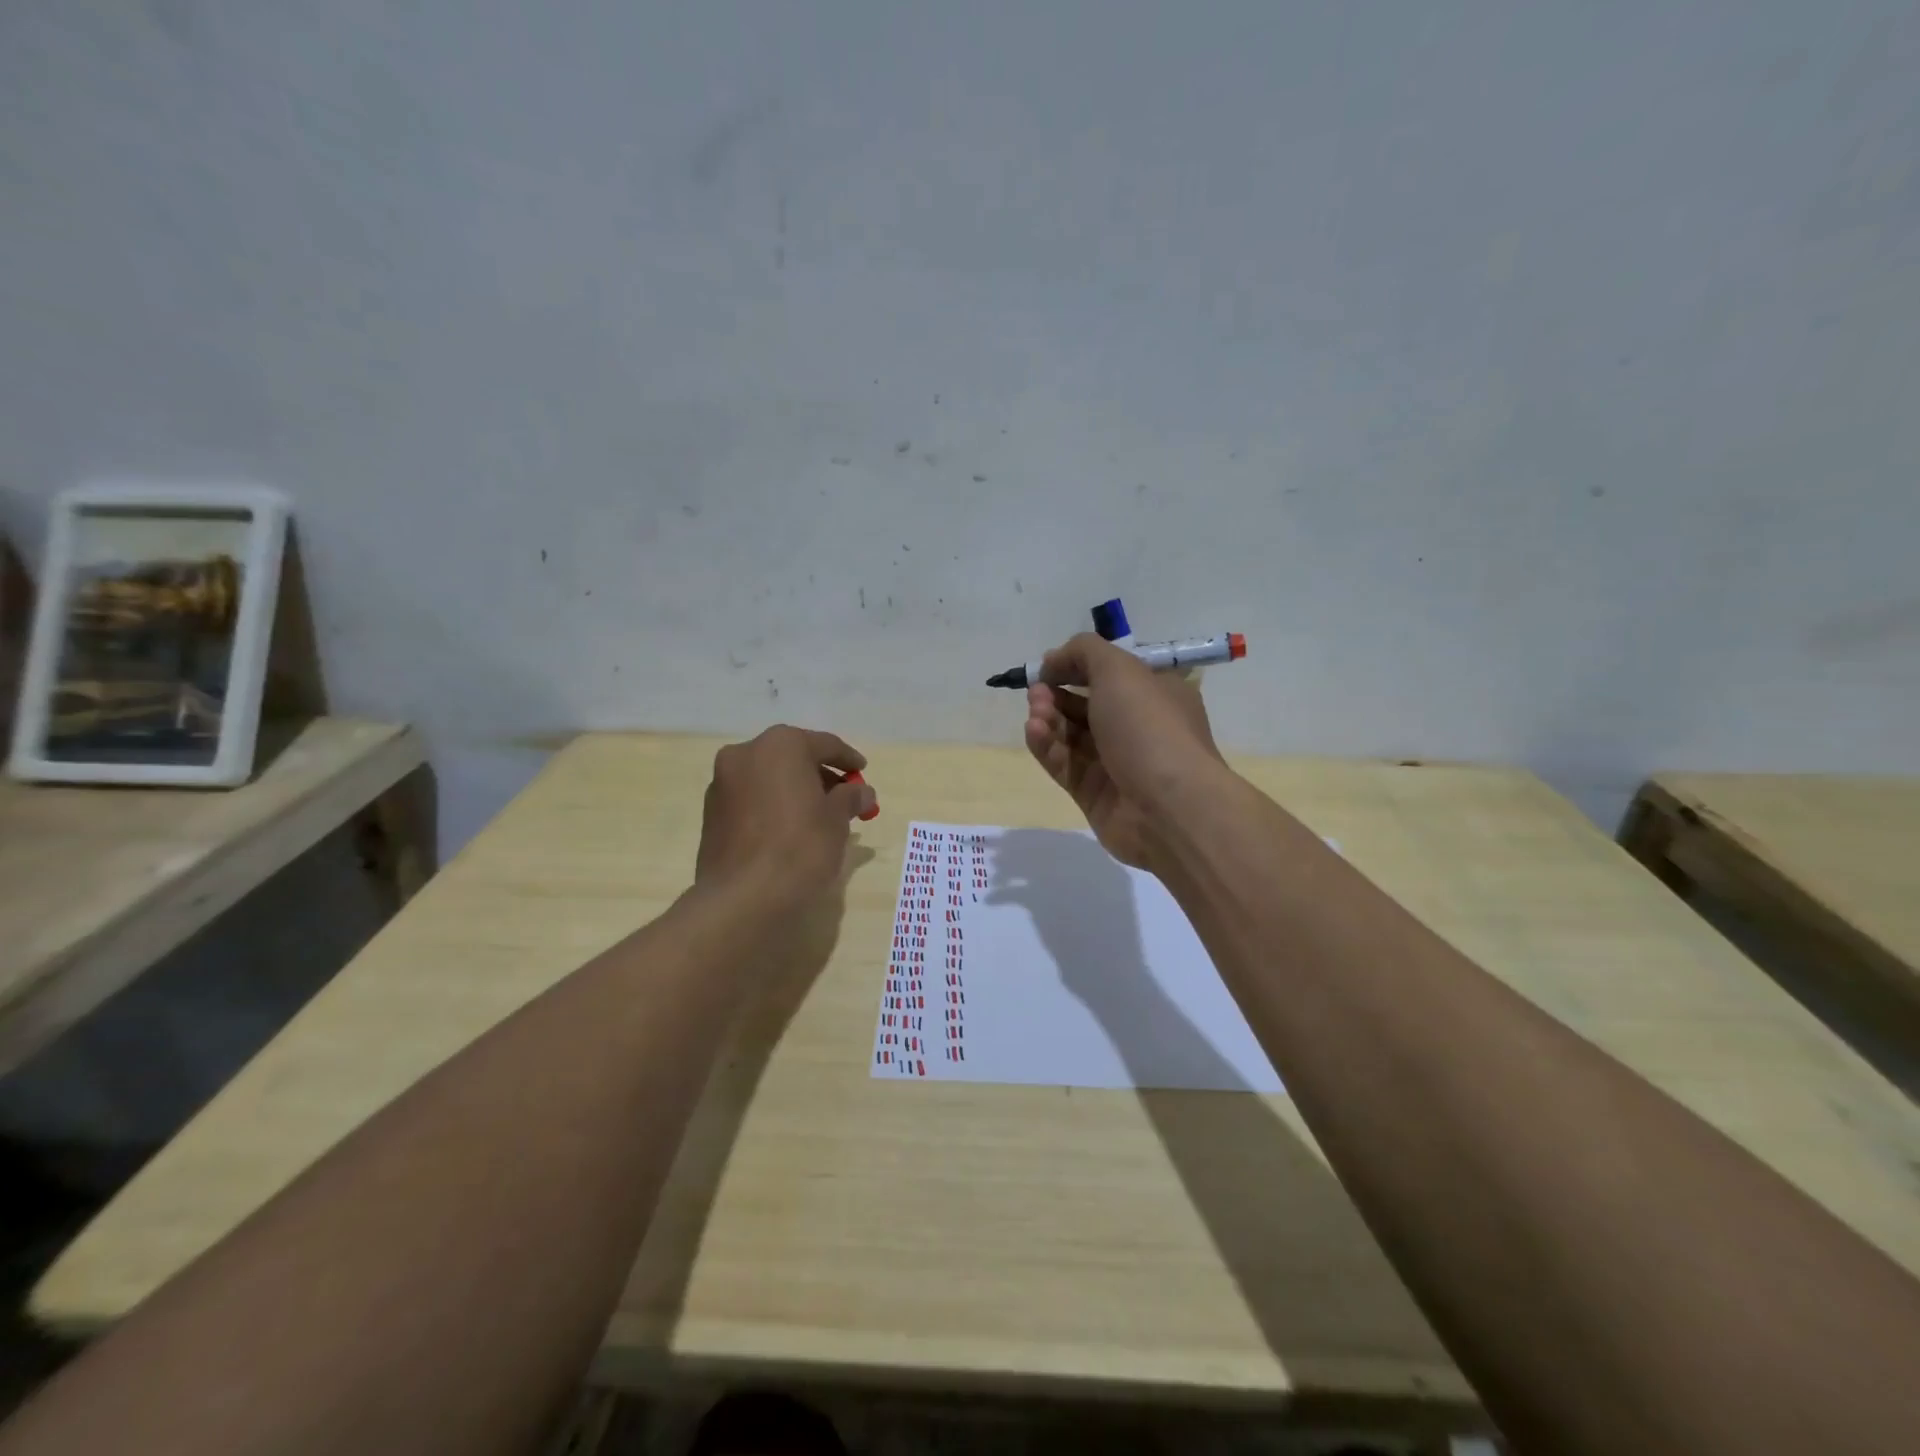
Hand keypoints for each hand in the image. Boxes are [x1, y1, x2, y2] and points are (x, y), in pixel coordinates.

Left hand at [696, 725, 875, 906]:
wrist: (742, 899)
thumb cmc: (799, 848)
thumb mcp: (836, 821)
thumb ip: (850, 798)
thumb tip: (862, 792)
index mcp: (780, 745)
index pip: (824, 744)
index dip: (848, 759)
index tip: (863, 772)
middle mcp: (746, 753)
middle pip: (793, 757)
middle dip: (820, 775)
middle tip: (844, 797)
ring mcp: (722, 783)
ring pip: (769, 777)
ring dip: (794, 790)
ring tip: (818, 817)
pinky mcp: (711, 813)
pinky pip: (751, 798)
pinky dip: (772, 805)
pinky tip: (788, 830)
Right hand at [1023, 633, 1226, 870]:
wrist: (1168, 807)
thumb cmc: (1149, 727)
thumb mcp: (1120, 669)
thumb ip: (1084, 652)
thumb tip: (1054, 660)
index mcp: (1155, 694)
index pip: (1112, 673)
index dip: (1077, 666)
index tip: (1048, 666)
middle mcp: (1137, 727)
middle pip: (1086, 704)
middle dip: (1056, 693)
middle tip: (1037, 691)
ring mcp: (1115, 763)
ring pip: (1071, 735)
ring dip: (1048, 718)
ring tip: (1036, 712)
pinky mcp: (1093, 793)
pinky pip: (1064, 764)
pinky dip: (1046, 746)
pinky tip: (1034, 732)